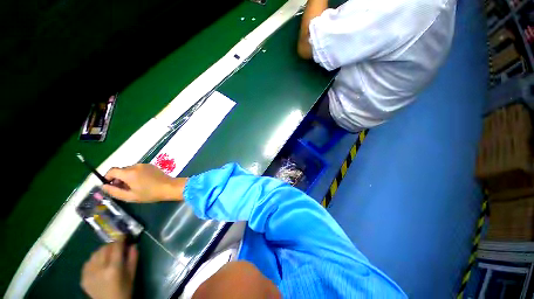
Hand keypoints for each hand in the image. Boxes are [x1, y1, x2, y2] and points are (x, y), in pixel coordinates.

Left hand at [81, 240, 137, 298]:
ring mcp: (89, 273)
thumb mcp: (132, 274)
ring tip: (108, 255)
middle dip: (112, 245)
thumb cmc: (124, 289)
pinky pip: (88, 262)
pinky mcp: (83, 277)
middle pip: (104, 248)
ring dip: (102, 251)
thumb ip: (133, 258)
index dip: (120, 239)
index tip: (124, 235)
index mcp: (114, 268)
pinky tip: (99, 264)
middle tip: (117, 246)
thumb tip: (133, 244)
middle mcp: (100, 269)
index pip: (116, 247)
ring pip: (95, 253)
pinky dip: (94, 259)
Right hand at [102, 164, 186, 202]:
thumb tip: (103, 186)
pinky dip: (136, 174)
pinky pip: (138, 169)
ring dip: (127, 177)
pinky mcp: (151, 165)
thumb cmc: (150, 193)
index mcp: (129, 172)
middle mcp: (136, 166)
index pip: (112, 171)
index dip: (107, 178)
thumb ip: (114, 191)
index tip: (110, 186)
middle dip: (118, 179)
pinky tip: (142, 182)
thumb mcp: (130, 196)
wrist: (169, 187)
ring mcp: (144, 165)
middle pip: (121, 171)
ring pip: (130, 170)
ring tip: (133, 187)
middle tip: (123, 189)